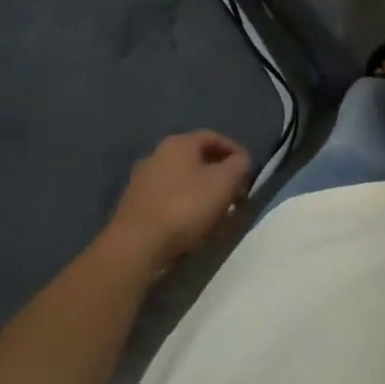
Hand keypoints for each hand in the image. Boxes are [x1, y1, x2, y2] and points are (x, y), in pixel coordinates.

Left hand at [102, 130, 252, 271]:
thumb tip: (241, 161)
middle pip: (198, 160)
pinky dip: (186, 207)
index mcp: (178, 143)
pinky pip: (169, 200)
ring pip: (183, 181)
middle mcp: (156, 155)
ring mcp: (142, 181)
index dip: (235, 152)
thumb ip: (239, 165)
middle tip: (237, 195)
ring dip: (204, 193)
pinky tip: (195, 226)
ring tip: (220, 215)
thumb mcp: (224, 183)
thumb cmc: (185, 207)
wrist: (137, 246)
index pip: (214, 137)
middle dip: (221, 176)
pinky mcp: (135, 206)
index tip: (249, 171)